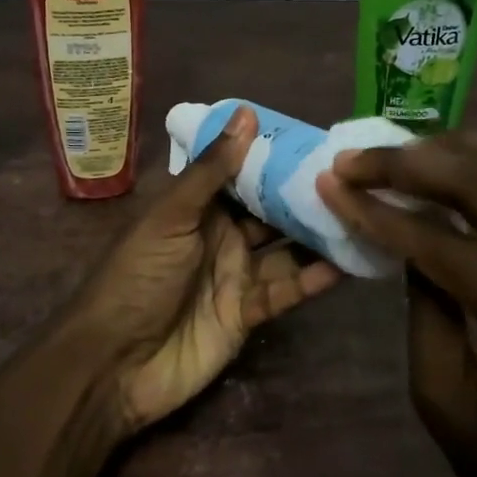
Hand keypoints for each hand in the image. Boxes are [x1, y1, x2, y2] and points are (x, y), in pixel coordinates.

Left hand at [65, 105, 342, 433]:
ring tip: (361, 213)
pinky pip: (287, 290)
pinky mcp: (248, 314)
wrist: (115, 363)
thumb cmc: (138, 277)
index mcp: (198, 208)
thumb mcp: (172, 216)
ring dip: (317, 235)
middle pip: (270, 212)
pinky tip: (347, 262)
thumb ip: (212, 170)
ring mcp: (236, 276)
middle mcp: (221, 237)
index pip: (243, 174)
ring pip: (285, 250)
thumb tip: (247, 113)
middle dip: (304, 195)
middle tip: (353, 176)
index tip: (317, 139)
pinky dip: (314, 279)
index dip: (274, 157)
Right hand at [316, 132, 476, 476]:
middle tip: (359, 158)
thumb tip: (407, 236)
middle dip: (416, 160)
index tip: (332, 182)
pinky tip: (459, 175)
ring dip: (466, 147)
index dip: (379, 209)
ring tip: (408, 153)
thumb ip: (424, 304)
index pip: (445, 242)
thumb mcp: (444, 399)